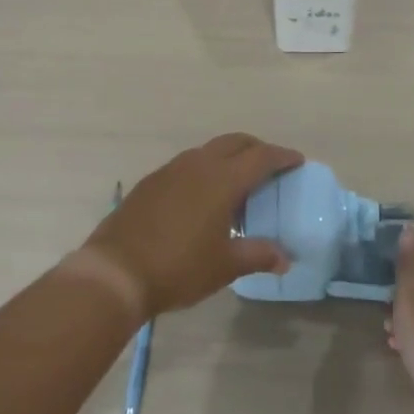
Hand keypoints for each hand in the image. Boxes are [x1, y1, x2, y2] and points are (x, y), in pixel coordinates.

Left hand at [81, 133, 303, 317]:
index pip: (261, 157)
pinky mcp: (151, 182)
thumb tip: (284, 258)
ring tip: (237, 184)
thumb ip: (258, 255)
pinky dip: (204, 170)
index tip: (297, 160)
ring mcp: (170, 170)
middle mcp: (197, 165)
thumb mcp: (224, 266)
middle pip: (234, 142)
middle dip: (256, 148)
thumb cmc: (179, 268)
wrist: (116, 271)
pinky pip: (186, 165)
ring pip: (208, 151)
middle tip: (270, 166)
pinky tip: (202, 197)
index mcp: (222, 180)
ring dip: (228, 158)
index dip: (282, 156)